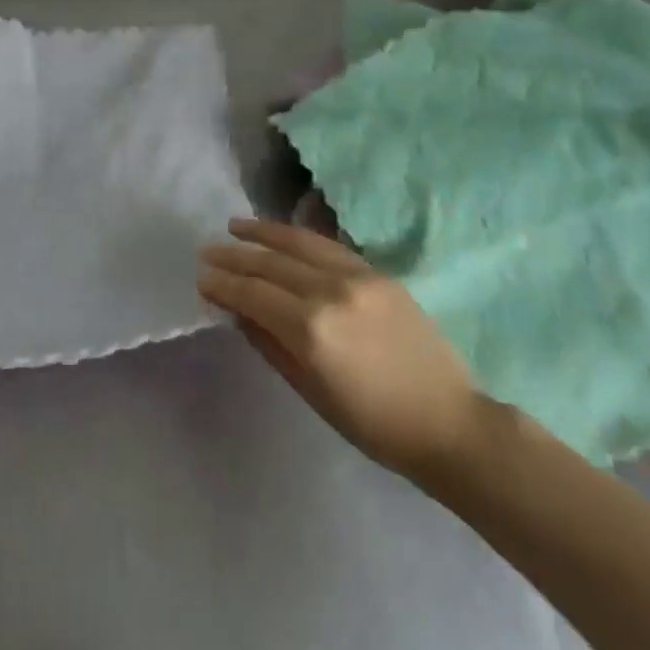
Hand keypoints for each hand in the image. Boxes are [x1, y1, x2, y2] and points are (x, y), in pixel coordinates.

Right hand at [199, 219, 483, 481]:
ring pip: (299, 243)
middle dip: (234, 257)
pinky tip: (282, 235)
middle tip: (207, 252)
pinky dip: (299, 236)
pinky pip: (328, 246)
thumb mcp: (310, 391)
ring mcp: (357, 277)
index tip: (201, 279)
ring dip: (262, 233)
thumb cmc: (372, 423)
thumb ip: (269, 343)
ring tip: (235, 227)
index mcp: (310, 330)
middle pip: (271, 264)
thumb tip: (237, 311)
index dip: (223, 285)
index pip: (253, 295)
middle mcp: (330, 292)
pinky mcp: (378, 273)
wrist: (447, 420)